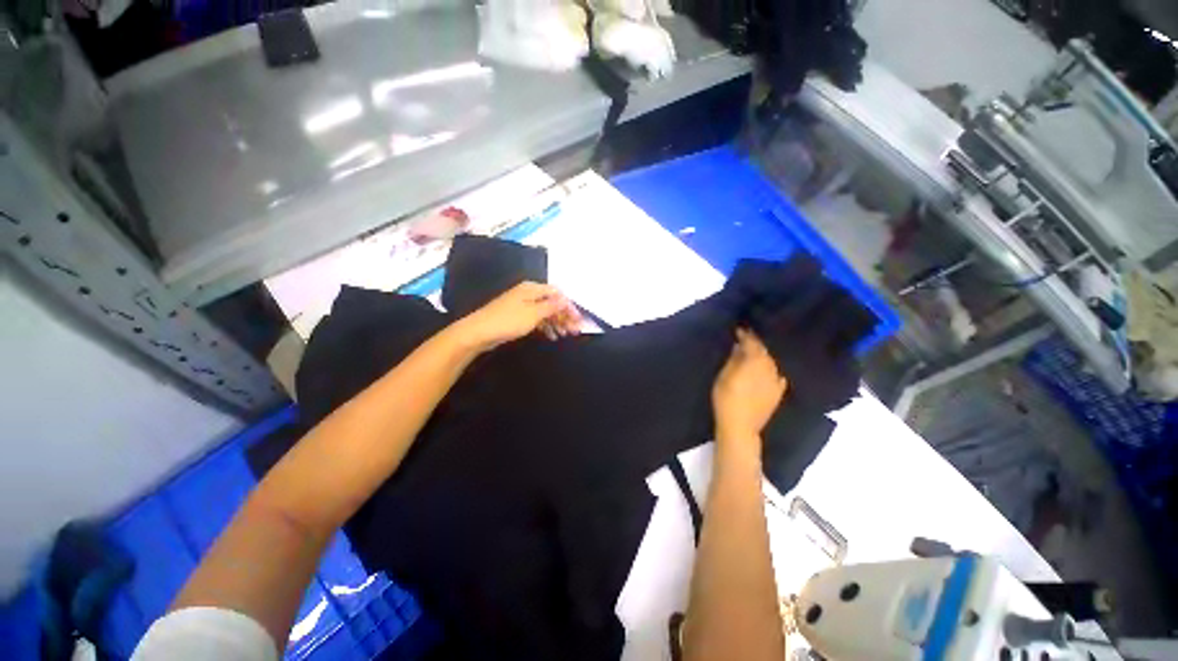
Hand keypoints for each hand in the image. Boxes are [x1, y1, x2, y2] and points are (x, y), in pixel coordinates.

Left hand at [452, 281, 581, 351]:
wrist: (478, 333)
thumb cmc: (508, 321)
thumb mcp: (534, 313)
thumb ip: (552, 306)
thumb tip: (566, 299)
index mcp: (532, 289)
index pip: (557, 294)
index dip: (569, 306)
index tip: (578, 320)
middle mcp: (528, 294)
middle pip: (552, 303)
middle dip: (564, 316)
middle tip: (575, 331)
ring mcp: (522, 305)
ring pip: (545, 312)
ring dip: (557, 323)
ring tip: (565, 335)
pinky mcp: (517, 317)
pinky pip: (537, 319)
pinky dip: (546, 327)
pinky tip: (552, 336)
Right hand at [711, 329, 788, 448]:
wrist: (740, 427)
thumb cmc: (726, 399)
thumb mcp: (724, 376)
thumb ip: (734, 359)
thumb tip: (739, 346)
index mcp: (755, 362)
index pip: (752, 343)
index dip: (746, 334)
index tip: (739, 329)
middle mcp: (770, 368)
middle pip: (764, 351)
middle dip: (755, 344)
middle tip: (745, 338)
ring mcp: (776, 381)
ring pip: (771, 362)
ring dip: (763, 356)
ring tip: (754, 353)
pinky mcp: (778, 393)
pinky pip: (777, 375)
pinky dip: (771, 370)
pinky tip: (768, 370)